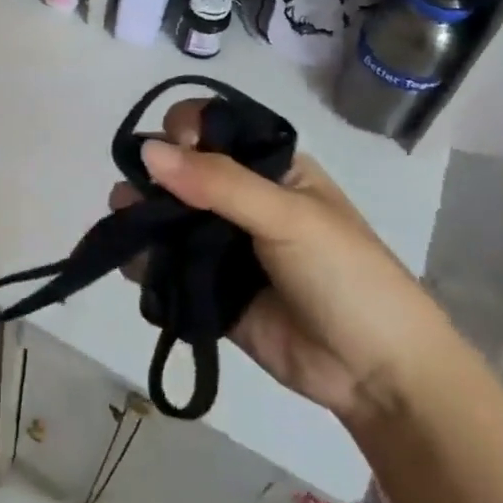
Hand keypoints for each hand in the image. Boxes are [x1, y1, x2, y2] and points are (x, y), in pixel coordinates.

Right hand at [110, 100, 456, 425]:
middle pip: (178, 170)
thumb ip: (219, 182)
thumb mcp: (289, 217)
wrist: (375, 373)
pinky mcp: (203, 286)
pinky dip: (141, 260)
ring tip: (127, 227)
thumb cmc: (346, 276)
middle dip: (151, 176)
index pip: (211, 128)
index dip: (184, 131)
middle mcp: (238, 198)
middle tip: (137, 196)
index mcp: (268, 167)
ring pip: (163, 216)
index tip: (174, 151)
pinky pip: (161, 264)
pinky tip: (133, 262)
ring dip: (138, 215)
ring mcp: (218, 244)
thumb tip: (146, 151)